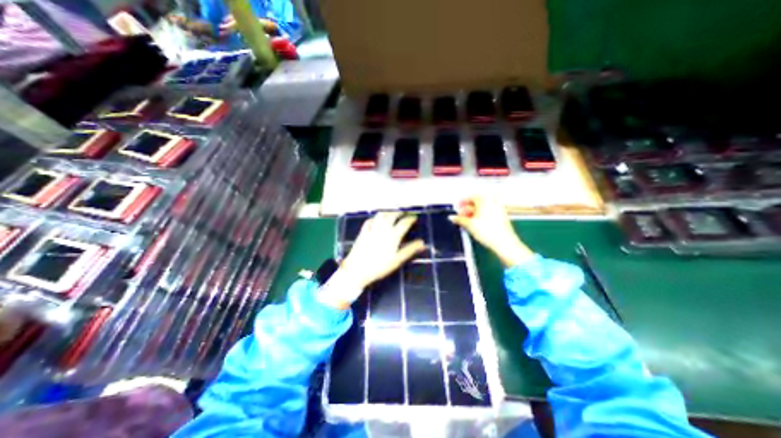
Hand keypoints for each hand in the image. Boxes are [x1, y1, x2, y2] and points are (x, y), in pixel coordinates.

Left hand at [320, 210, 424, 307]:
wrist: (357, 270)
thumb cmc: (379, 266)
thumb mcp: (397, 260)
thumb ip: (410, 250)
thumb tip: (423, 243)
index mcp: (393, 235)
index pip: (404, 223)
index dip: (410, 219)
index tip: (414, 217)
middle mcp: (383, 229)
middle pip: (392, 215)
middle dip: (399, 211)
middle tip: (404, 211)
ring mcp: (372, 229)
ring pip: (381, 215)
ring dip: (388, 211)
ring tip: (393, 211)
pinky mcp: (363, 232)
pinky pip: (370, 220)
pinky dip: (376, 217)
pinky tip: (377, 218)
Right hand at [449, 194, 533, 265]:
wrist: (504, 242)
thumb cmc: (486, 231)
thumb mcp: (469, 225)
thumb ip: (459, 220)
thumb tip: (451, 217)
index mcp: (484, 201)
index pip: (471, 196)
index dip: (462, 202)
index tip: (457, 207)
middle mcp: (492, 202)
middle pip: (478, 200)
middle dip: (469, 206)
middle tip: (462, 213)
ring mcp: (499, 208)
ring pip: (485, 206)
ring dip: (476, 210)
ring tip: (469, 218)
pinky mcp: (502, 216)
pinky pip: (490, 210)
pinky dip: (483, 214)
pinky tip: (478, 222)